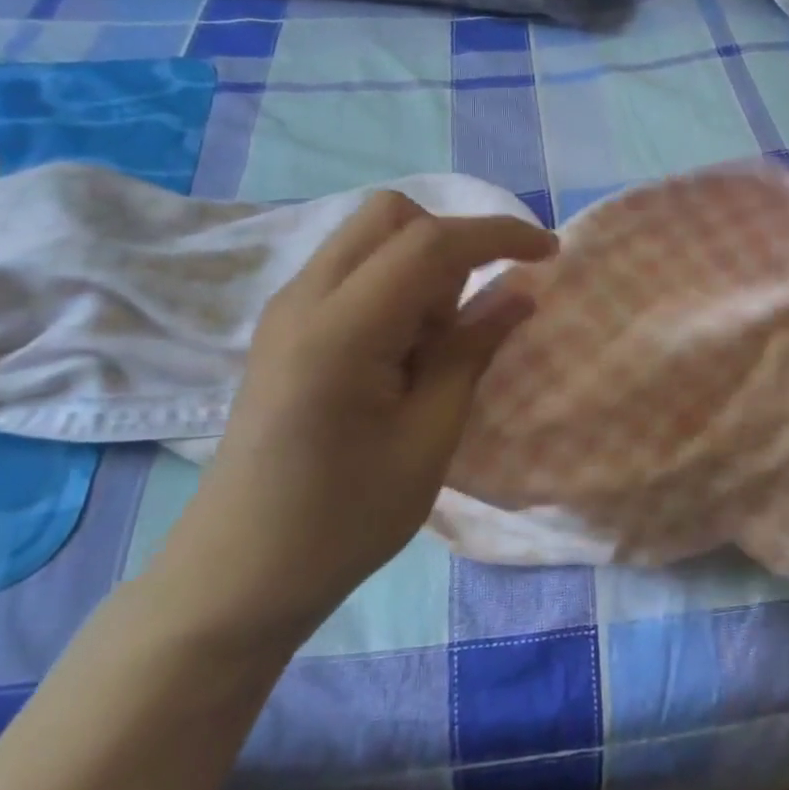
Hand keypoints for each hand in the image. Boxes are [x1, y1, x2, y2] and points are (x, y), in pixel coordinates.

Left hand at [153, 192, 555, 642]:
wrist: (238, 573)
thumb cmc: (344, 520)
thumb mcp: (428, 440)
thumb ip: (472, 352)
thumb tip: (519, 291)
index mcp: (341, 330)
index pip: (429, 242)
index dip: (498, 235)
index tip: (550, 252)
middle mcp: (304, 298)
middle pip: (391, 216)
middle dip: (452, 241)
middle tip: (474, 309)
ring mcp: (286, 309)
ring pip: (370, 237)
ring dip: (422, 265)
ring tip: (434, 345)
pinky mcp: (284, 326)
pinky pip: (352, 270)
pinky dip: (395, 285)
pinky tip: (402, 352)